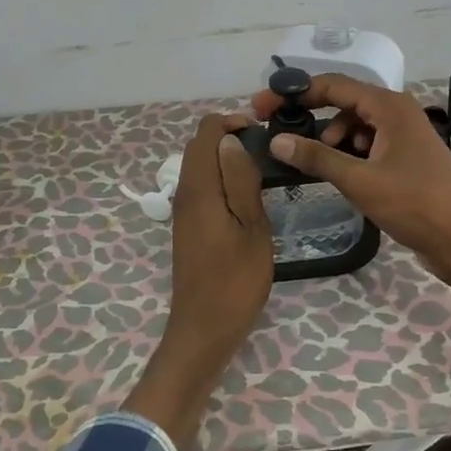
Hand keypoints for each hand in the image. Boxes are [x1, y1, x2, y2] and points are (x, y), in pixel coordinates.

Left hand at [166, 113, 272, 357]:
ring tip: (262, 173)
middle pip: (199, 147)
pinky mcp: (188, 227)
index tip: (263, 135)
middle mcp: (185, 194)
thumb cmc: (235, 280)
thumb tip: (232, 141)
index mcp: (199, 189)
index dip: (232, 123)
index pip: (206, 132)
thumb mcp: (251, 228)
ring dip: (226, 160)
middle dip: (230, 138)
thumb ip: (241, 181)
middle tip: (267, 153)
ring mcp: (183, 211)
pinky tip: (246, 198)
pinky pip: (202, 188)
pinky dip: (221, 180)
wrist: (204, 328)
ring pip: (200, 167)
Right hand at [250, 73, 450, 273]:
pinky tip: (341, 172)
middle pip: (344, 102)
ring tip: (318, 163)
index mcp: (390, 106)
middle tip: (279, 134)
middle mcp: (398, 111)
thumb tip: (277, 140)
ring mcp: (404, 134)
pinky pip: (369, 142)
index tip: (263, 106)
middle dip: (311, 116)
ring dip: (332, 138)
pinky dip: (350, 152)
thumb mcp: (359, 180)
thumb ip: (317, 157)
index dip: (295, 93)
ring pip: (356, 124)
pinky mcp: (406, 156)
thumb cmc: (412, 203)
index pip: (333, 85)